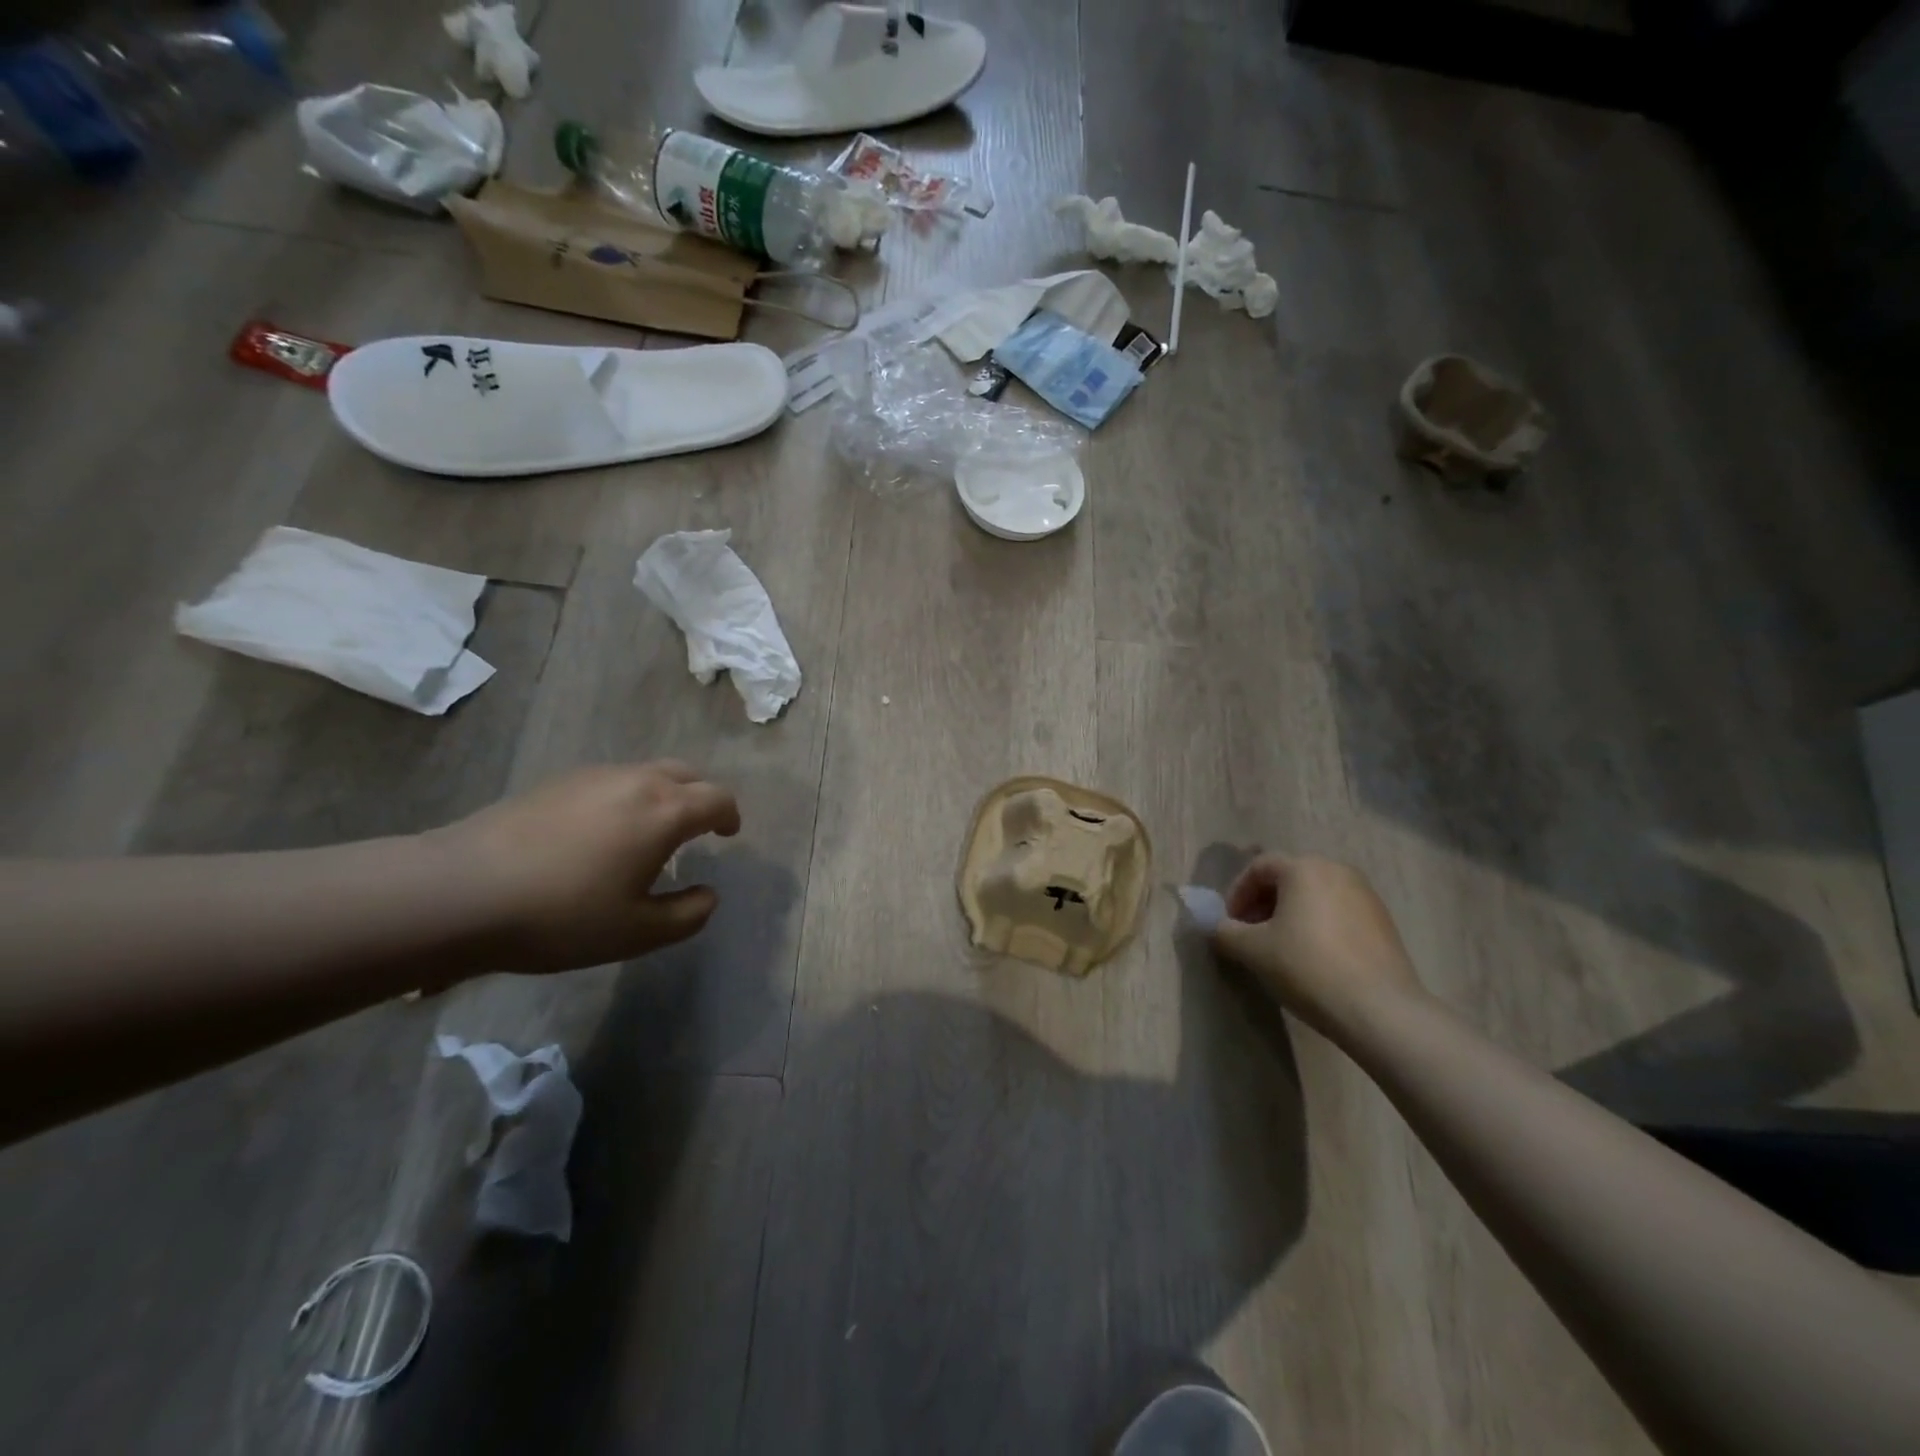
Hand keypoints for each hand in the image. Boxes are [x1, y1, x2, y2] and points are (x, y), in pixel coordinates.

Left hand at [437, 760, 740, 974]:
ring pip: (646, 773)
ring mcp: (593, 776)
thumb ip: (687, 916)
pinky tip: (601, 832)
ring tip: (648, 831)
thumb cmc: (562, 914)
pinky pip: (610, 780)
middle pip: (686, 773)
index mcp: (665, 812)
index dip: (730, 816)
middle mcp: (636, 781)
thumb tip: (709, 895)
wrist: (461, 891)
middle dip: (700, 797)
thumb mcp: (637, 933)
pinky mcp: (556, 782)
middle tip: (697, 828)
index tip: (728, 835)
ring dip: (662, 794)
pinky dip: (626, 796)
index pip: (717, 798)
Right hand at [1212, 855, 1424, 1029]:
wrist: (1381, 1010)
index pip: (1259, 867)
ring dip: (1291, 915)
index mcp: (1304, 868)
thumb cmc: (1308, 967)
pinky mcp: (1384, 923)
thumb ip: (1224, 932)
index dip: (1236, 893)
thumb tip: (1215, 927)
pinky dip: (1318, 927)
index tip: (1229, 924)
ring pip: (1315, 897)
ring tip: (1281, 949)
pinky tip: (1314, 960)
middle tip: (1251, 934)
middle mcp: (1337, 871)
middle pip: (1289, 878)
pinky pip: (1338, 914)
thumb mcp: (1252, 950)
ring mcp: (1366, 896)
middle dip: (1263, 904)